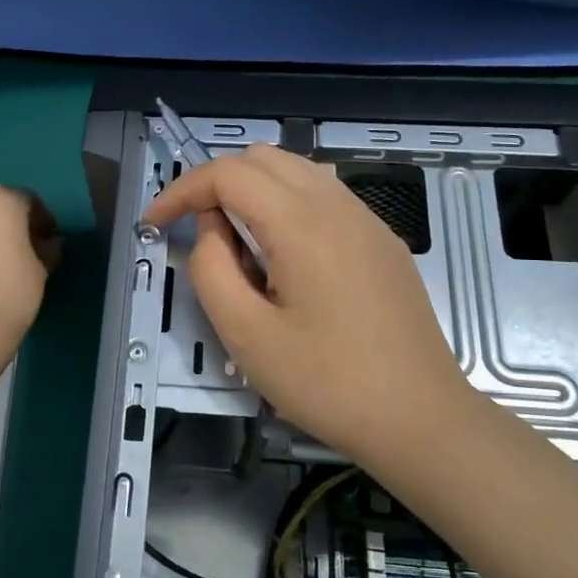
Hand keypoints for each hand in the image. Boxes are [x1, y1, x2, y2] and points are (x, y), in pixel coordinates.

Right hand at [141, 146, 472, 464]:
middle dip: (216, 182)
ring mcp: (367, 220)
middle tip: (194, 230)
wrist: (422, 419)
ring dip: (253, 189)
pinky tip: (282, 255)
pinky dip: (287, 203)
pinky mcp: (382, 241)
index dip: (181, 190)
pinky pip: (324, 196)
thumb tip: (211, 227)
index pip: (227, 174)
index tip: (155, 223)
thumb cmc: (328, 383)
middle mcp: (337, 205)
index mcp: (301, 223)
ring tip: (235, 241)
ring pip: (296, 171)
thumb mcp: (247, 335)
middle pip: (262, 158)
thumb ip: (211, 268)